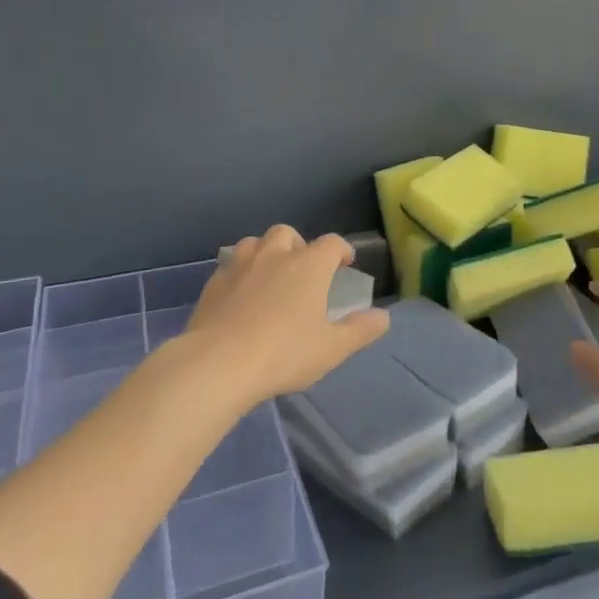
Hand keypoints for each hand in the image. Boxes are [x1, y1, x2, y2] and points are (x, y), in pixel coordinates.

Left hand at [185, 225, 388, 405]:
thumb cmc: (283, 353)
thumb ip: (360, 330)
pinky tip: (241, 296)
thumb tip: (384, 317)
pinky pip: (231, 266)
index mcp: (309, 265)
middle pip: (288, 234)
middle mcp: (275, 255)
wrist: (217, 364)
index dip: (341, 250)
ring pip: (255, 243)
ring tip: (270, 276)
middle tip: (302, 270)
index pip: (332, 243)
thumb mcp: (332, 348)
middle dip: (299, 246)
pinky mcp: (214, 282)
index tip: (345, 264)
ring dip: (266, 252)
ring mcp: (240, 265)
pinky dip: (241, 273)